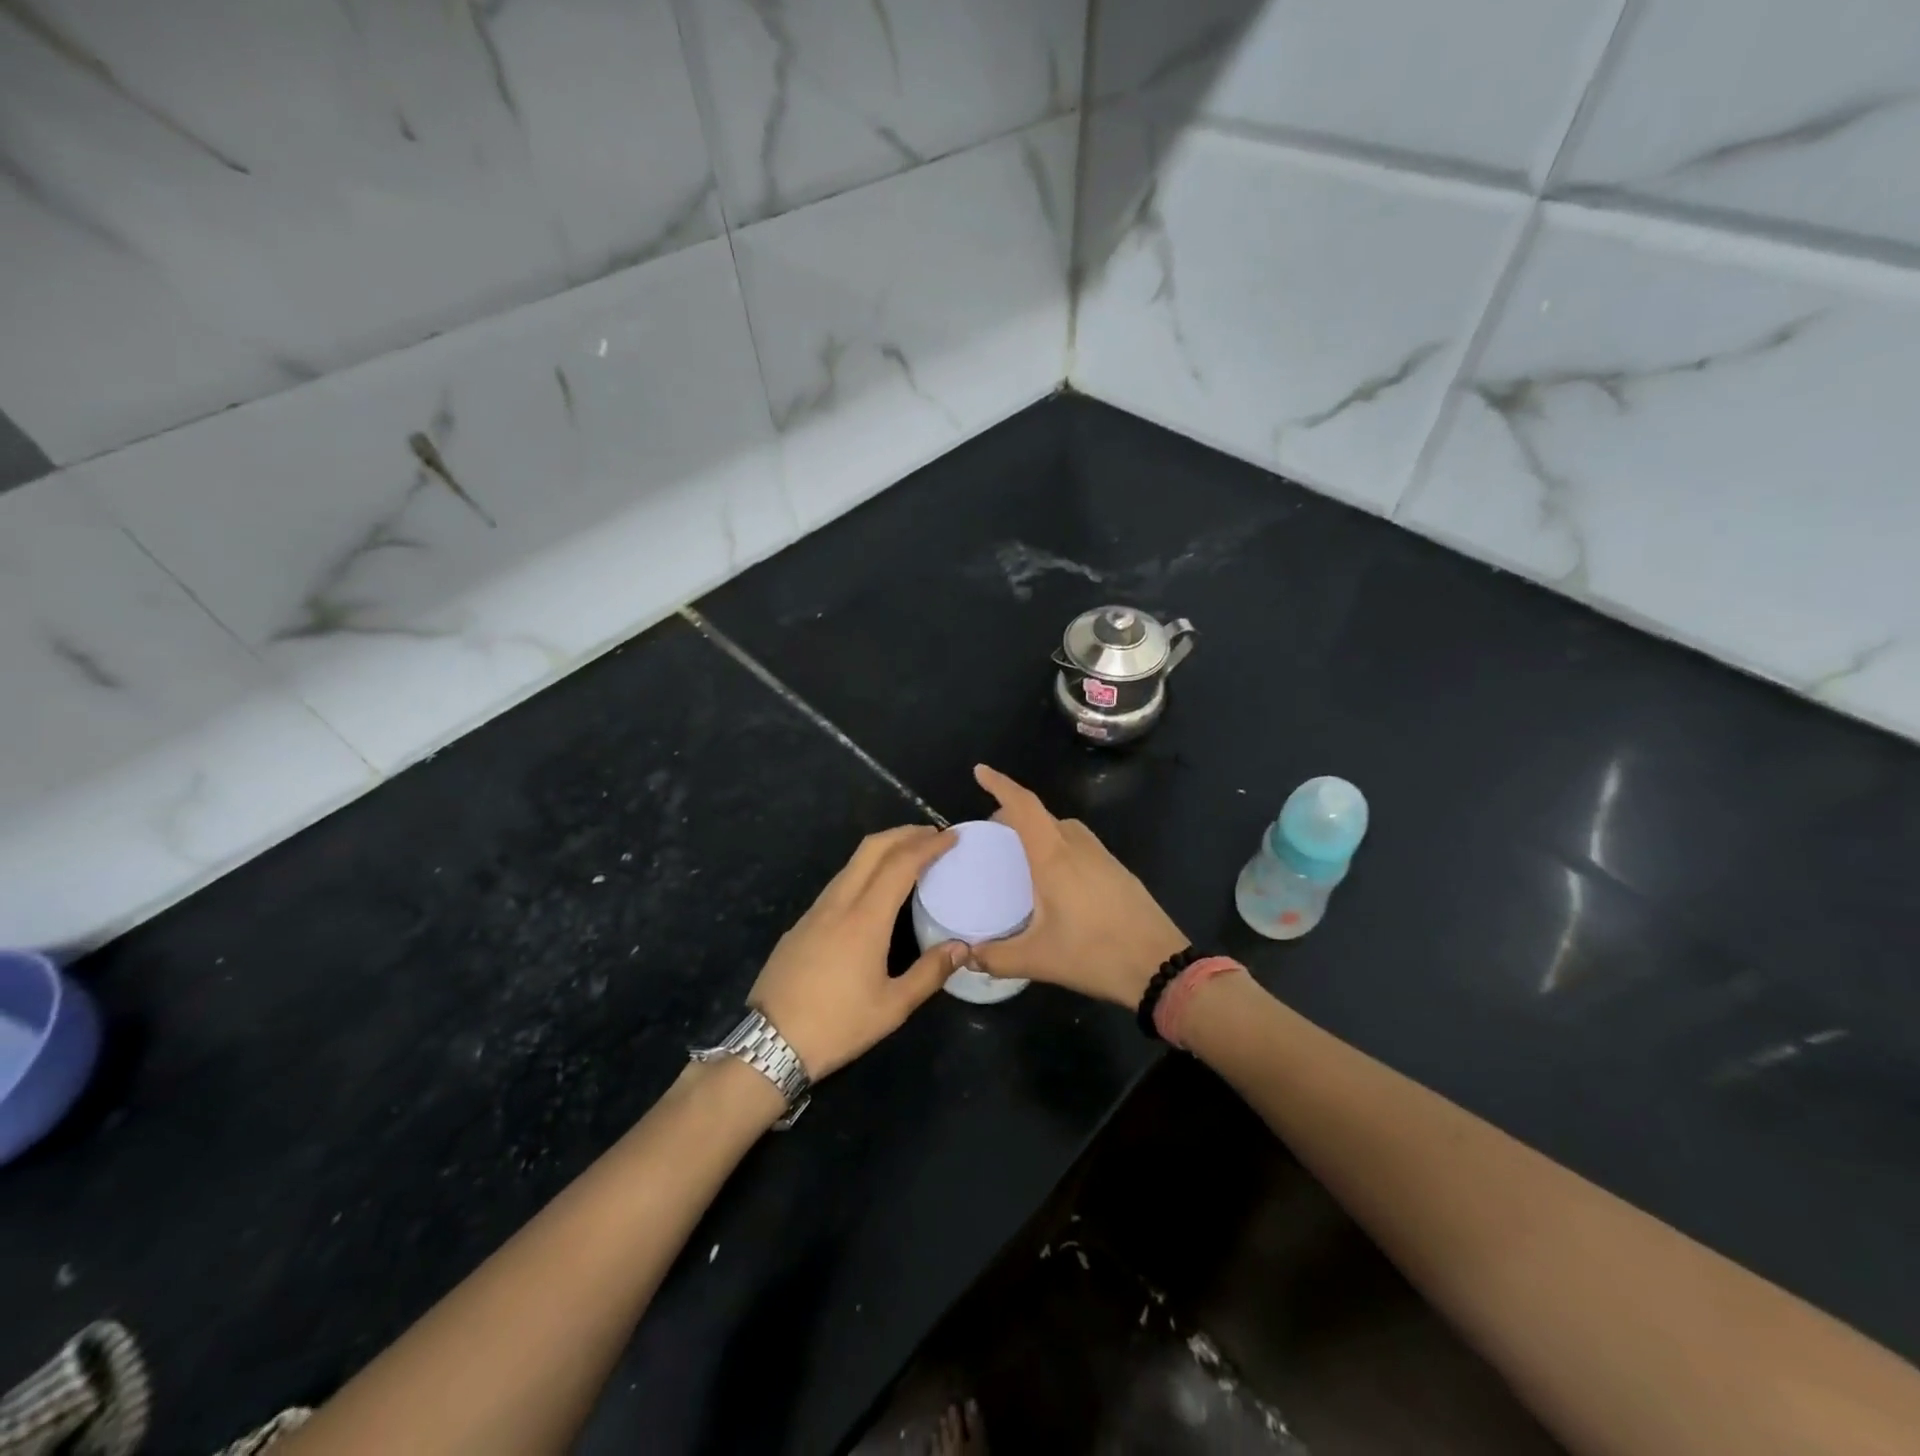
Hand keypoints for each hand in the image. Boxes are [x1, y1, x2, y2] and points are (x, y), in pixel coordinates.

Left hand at [748, 825, 965, 1078]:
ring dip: (883, 849)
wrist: (769, 1042)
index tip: (951, 837)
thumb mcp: (892, 1007)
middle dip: (904, 833)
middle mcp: (839, 903)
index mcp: (865, 918)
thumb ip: (930, 973)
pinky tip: (874, 890)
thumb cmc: (837, 1025)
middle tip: (933, 835)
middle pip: (872, 848)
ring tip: (909, 856)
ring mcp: (815, 911)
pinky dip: (865, 870)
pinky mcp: (801, 924)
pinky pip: (839, 883)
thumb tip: (962, 947)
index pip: (901, 864)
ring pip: (852, 863)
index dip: (928, 845)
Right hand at [970, 765, 1187, 1007]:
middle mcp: (1078, 846)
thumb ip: (995, 958)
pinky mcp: (1118, 871)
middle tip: (993, 833)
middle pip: (1042, 815)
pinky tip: (1056, 879)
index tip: (980, 771)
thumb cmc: (1095, 954)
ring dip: (1040, 830)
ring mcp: (1102, 856)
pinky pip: (1080, 845)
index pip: (1023, 806)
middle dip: (1014, 814)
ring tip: (1021, 855)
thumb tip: (965, 956)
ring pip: (1064, 829)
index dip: (1000, 784)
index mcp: (1054, 856)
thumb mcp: (1038, 960)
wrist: (1161, 966)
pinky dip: (1059, 846)